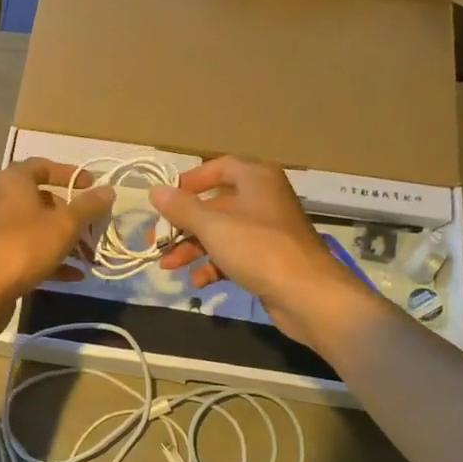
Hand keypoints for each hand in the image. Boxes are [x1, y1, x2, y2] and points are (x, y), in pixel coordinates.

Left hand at [0, 159, 113, 312]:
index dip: (68, 173)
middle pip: (43, 201)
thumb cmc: (25, 245)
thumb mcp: (65, 224)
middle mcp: (3, 201)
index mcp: (15, 182)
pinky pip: (31, 252)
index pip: (42, 166)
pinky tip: (75, 275)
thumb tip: (108, 190)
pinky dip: (52, 260)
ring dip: (66, 240)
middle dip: (72, 214)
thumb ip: (88, 206)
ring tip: (90, 255)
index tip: (91, 186)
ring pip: (39, 229)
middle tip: (95, 227)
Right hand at [153, 157, 365, 346]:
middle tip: (157, 240)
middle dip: (184, 224)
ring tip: (168, 266)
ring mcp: (267, 231)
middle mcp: (263, 199)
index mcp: (256, 179)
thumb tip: (155, 191)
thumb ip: (182, 208)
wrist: (308, 294)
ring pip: (222, 233)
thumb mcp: (213, 226)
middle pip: (216, 205)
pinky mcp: (269, 259)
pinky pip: (234, 255)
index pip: (220, 167)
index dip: (191, 181)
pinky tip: (198, 281)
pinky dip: (214, 265)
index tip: (167, 198)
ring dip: (193, 248)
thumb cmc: (259, 249)